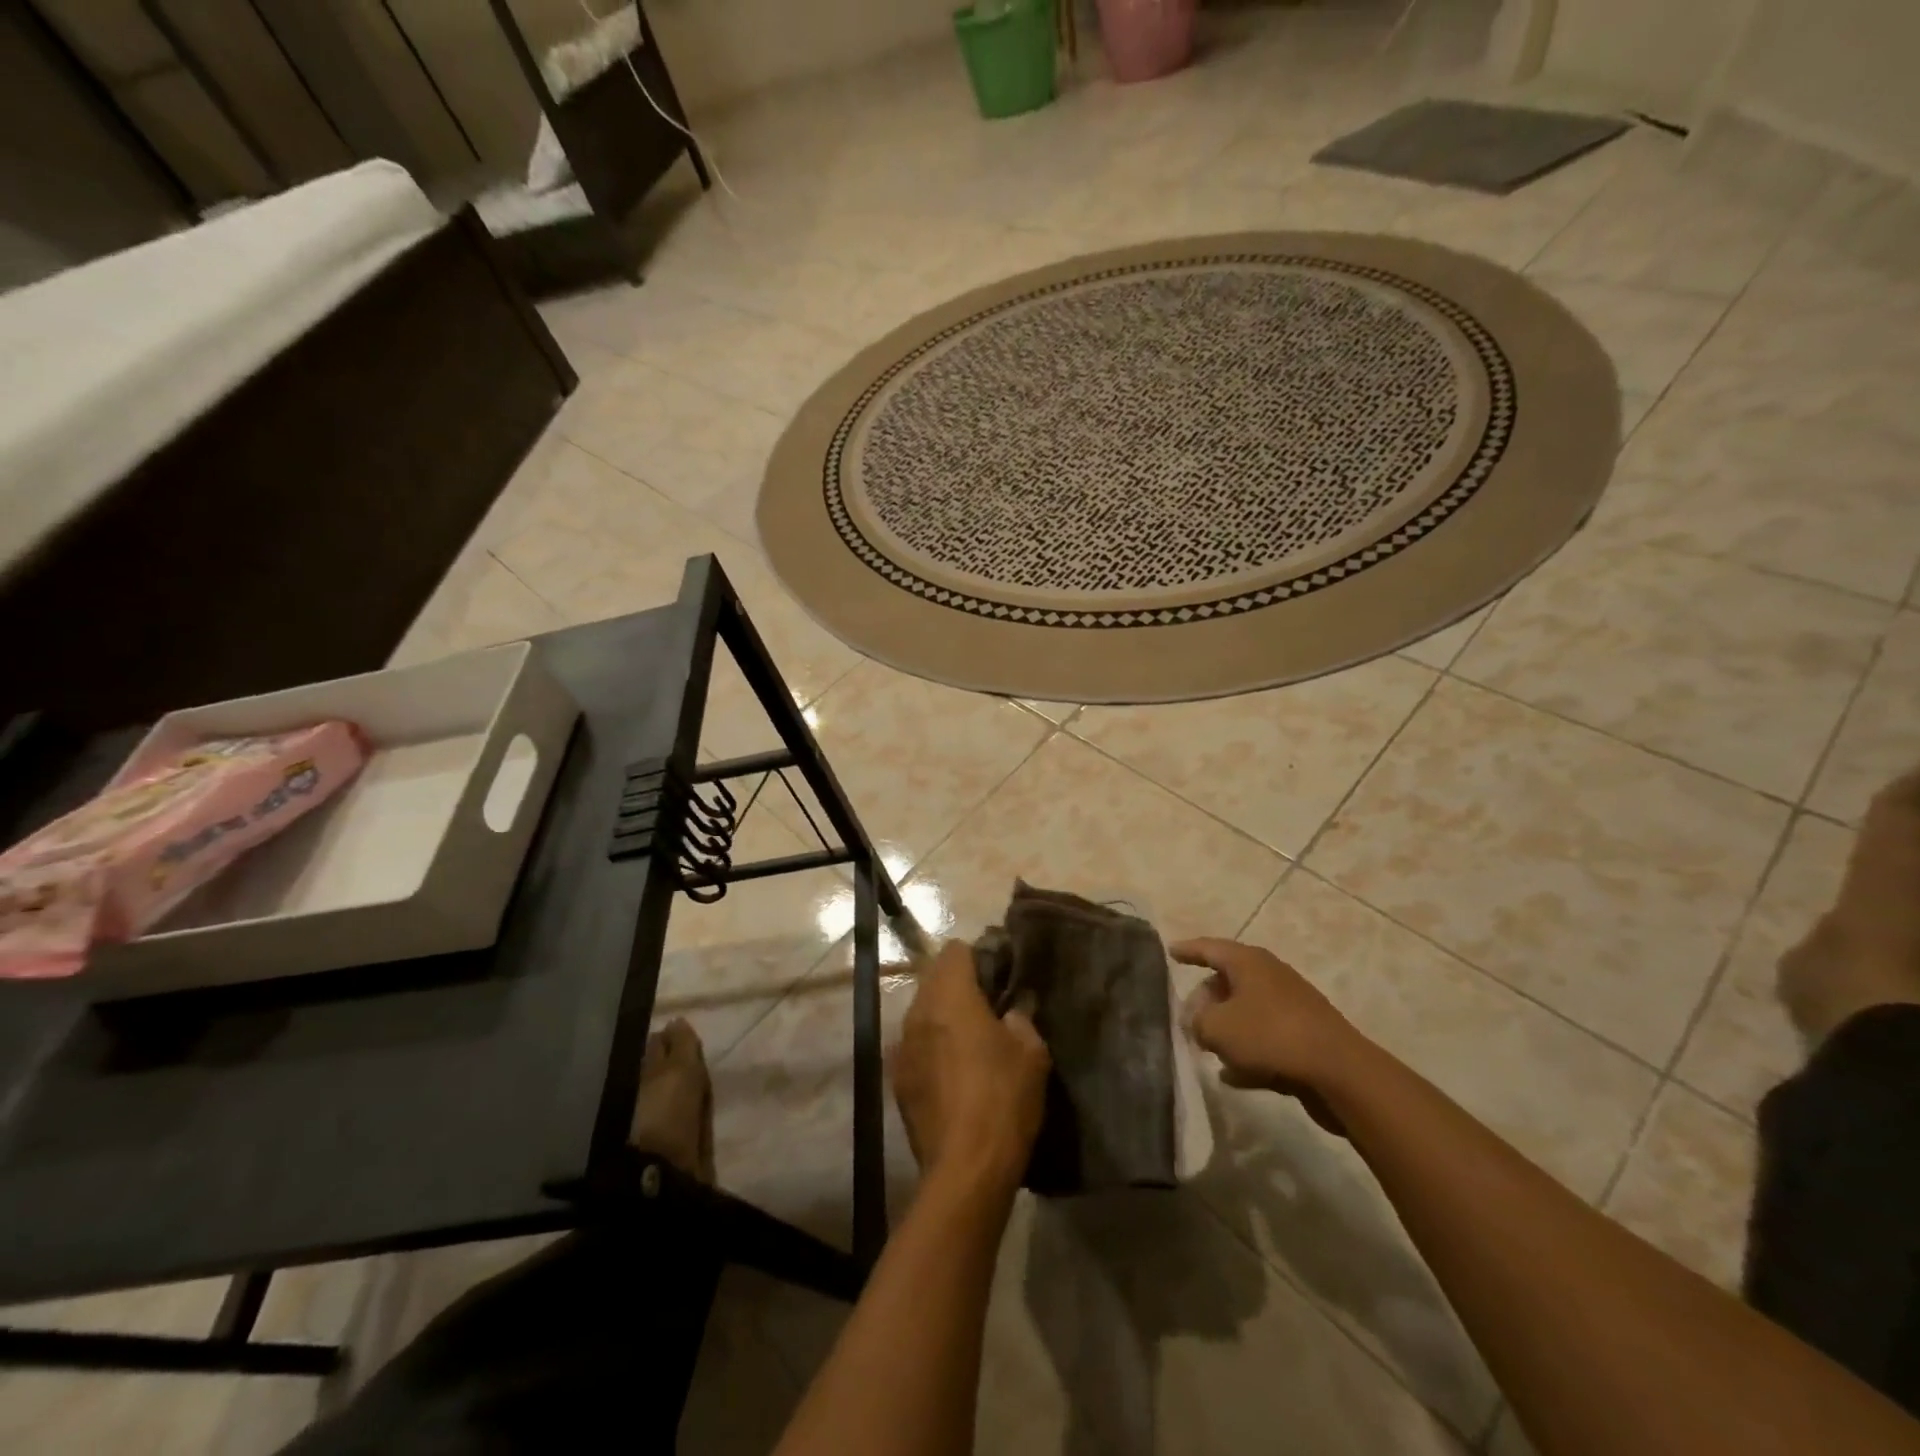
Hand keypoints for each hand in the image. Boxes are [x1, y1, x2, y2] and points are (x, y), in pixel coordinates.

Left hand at [894, 941, 1050, 1192]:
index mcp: (950, 997)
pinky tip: (953, 1072)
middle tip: (989, 1006)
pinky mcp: (897, 1078)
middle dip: (959, 984)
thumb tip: (1012, 1009)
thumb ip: (1021, 1018)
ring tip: (971, 1039)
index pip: (955, 950)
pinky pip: (915, 1044)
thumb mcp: (1032, 1053)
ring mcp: (902, 1046)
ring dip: (943, 1015)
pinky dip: (932, 1046)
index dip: (979, 956)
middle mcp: (919, 1012)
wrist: (965, 1170)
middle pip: (934, 978)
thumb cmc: (1004, 1100)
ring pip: (922, 1011)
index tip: (999, 975)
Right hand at [1172, 937, 1365, 1134]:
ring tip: (1206, 1049)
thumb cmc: (1270, 1036)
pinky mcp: (1304, 1037)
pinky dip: (1247, 1052)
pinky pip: (1265, 1039)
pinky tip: (1231, 1076)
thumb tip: (1197, 1022)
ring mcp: (1290, 1006)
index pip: (1209, 948)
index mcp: (1248, 962)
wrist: (1340, 1073)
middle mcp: (1269, 976)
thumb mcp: (1217, 1028)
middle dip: (1205, 1000)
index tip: (1169, 951)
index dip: (1187, 950)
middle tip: (1187, 1020)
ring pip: (1246, 1012)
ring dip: (1226, 1029)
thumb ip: (1196, 1021)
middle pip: (1227, 981)